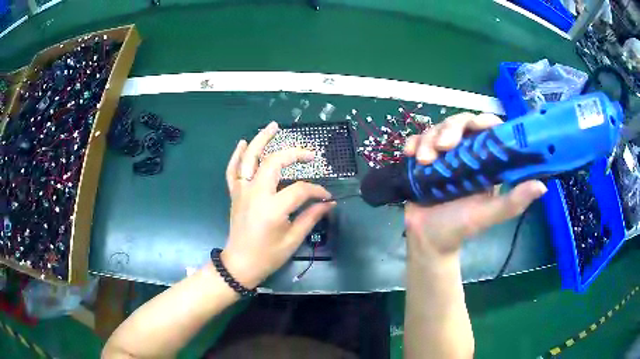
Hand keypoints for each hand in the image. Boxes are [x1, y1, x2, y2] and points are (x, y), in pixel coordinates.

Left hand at [221, 122, 334, 287]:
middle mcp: (256, 193)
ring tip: (273, 126)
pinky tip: (244, 143)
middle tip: (309, 154)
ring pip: (249, 159)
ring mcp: (242, 191)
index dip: (317, 190)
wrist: (240, 264)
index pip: (300, 189)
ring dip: (261, 140)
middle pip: (274, 162)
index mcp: (273, 208)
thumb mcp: (293, 239)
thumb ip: (311, 217)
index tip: (326, 196)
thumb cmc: (268, 255)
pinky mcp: (235, 193)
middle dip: (294, 154)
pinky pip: (233, 170)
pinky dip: (237, 155)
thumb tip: (329, 203)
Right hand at [403, 113, 547, 257]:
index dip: (483, 121)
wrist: (428, 241)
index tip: (476, 127)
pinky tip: (410, 154)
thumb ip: (513, 201)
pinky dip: (413, 142)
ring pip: (437, 129)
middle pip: (460, 122)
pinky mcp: (423, 159)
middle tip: (442, 148)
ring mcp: (442, 155)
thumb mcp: (488, 215)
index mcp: (485, 163)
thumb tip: (542, 185)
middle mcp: (465, 154)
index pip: (488, 129)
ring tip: (423, 160)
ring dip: (428, 139)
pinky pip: (417, 140)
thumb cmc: (460, 229)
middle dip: (449, 129)